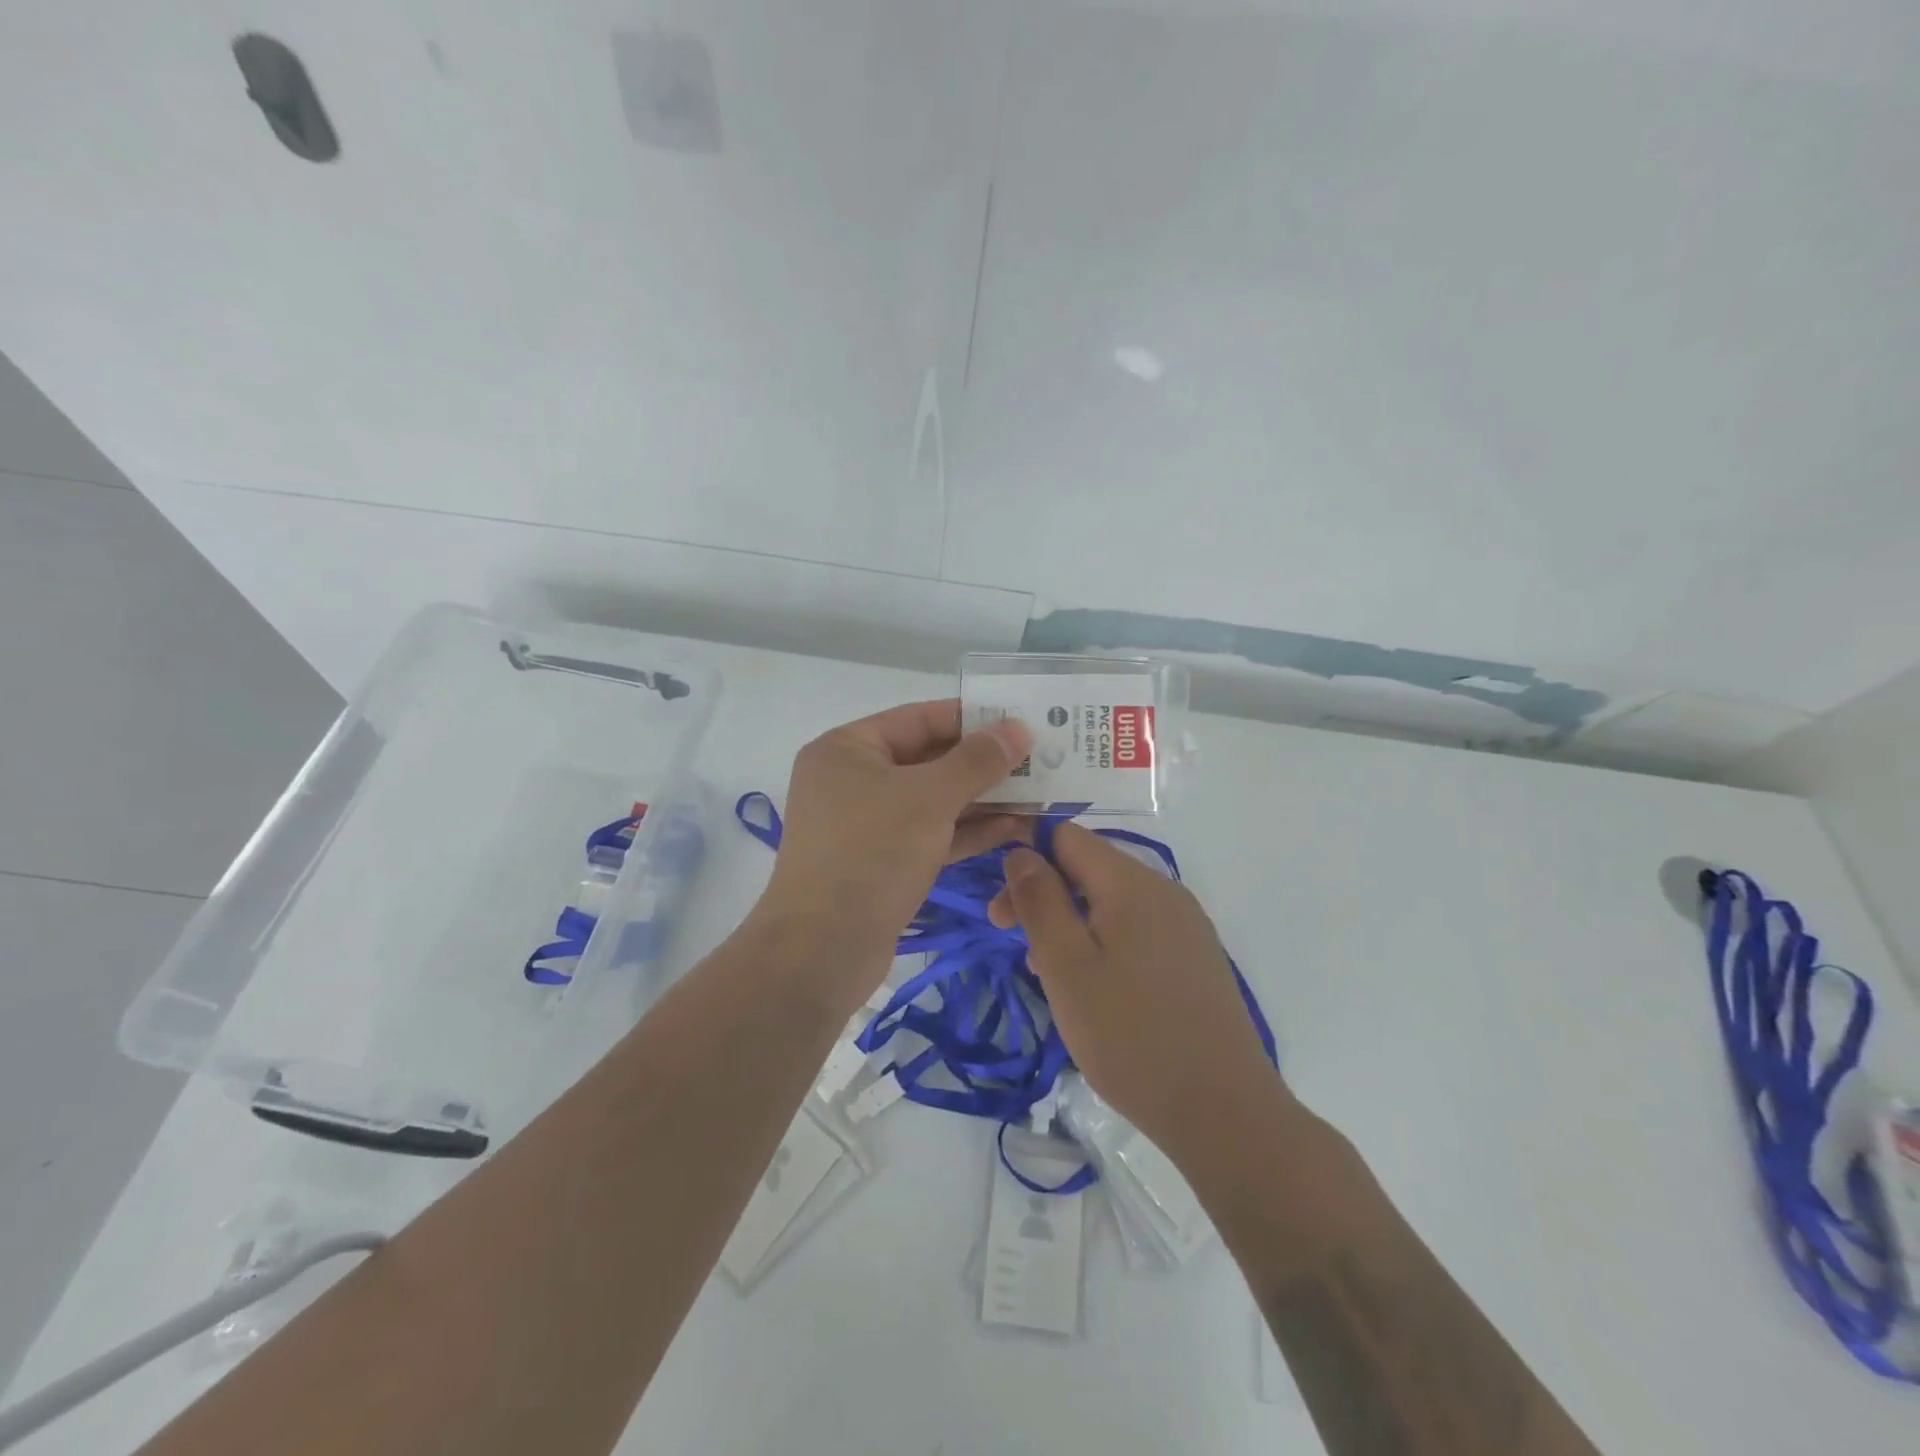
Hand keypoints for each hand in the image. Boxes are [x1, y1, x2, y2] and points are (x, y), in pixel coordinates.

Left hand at [757, 699, 1028, 983]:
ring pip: (933, 801)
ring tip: (1038, 795)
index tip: (1020, 723)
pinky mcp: (883, 863)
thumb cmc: (871, 854)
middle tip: (1039, 762)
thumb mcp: (929, 798)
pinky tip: (1013, 828)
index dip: (971, 718)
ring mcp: (867, 824)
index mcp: (847, 749)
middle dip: (984, 764)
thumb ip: (976, 761)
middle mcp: (853, 780)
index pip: (918, 718)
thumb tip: (1016, 728)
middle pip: (928, 760)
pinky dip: (968, 831)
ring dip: (983, 800)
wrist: (822, 950)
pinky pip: (930, 834)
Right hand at [989, 823, 1285, 1157]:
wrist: (1222, 1111)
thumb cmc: (1130, 1034)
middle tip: (1012, 943)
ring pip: (1112, 902)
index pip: (1067, 836)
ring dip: (1072, 923)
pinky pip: (1138, 930)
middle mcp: (1164, 890)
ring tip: (1048, 974)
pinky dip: (1103, 944)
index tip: (1002, 910)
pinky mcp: (1196, 958)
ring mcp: (1186, 925)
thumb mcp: (1066, 965)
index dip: (1026, 859)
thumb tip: (1021, 852)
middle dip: (1045, 896)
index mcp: (1132, 882)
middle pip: (1089, 868)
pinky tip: (1094, 989)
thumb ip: (1039, 900)